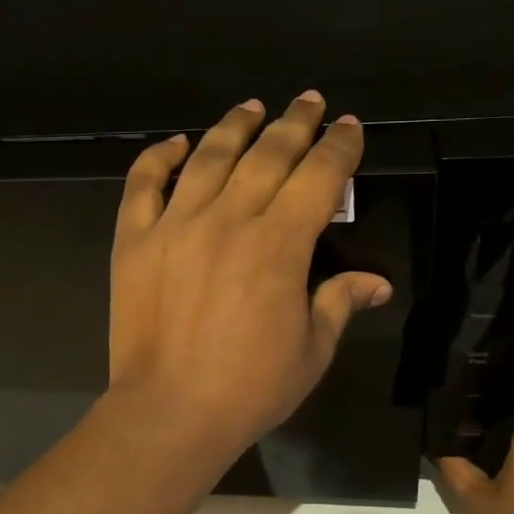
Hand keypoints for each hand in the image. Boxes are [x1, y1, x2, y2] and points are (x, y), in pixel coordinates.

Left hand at [108, 92, 393, 463]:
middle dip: (295, 122)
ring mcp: (176, 224)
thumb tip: (379, 282)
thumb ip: (341, 301)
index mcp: (281, 244)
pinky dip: (159, 157)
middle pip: (268, 154)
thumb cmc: (249, 387)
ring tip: (252, 107)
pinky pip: (143, 184)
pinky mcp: (135, 239)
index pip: (319, 176)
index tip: (349, 127)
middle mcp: (230, 219)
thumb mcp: (312, 349)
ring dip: (235, 126)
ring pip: (209, 156)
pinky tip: (176, 143)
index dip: (339, 147)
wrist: (169, 412)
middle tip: (309, 101)